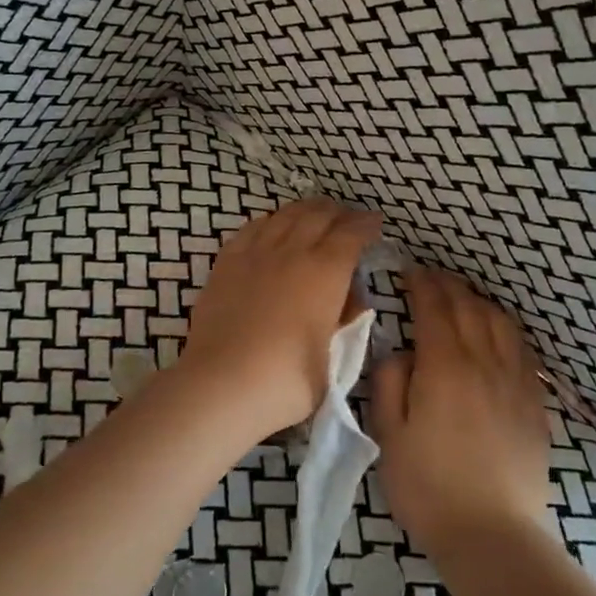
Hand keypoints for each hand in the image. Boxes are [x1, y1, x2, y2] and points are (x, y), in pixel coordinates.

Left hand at [178, 199, 382, 437]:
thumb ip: (343, 324)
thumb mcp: (332, 361)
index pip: (351, 234)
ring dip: (305, 210)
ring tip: (315, 214)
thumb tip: (350, 302)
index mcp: (325, 272)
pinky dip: (270, 221)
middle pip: (318, 215)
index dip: (366, 225)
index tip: (375, 223)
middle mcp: (292, 252)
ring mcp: (255, 254)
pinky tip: (272, 226)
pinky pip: (252, 228)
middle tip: (348, 217)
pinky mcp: (226, 263)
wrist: (220, 385)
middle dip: (338, 212)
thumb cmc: (285, 381)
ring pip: (285, 215)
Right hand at [366, 268, 551, 557]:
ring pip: (499, 322)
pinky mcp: (534, 402)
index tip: (410, 272)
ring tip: (462, 297)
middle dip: (447, 285)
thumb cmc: (429, 487)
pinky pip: (522, 349)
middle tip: (430, 277)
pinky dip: (505, 328)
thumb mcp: (388, 436)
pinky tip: (498, 332)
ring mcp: (515, 380)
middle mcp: (483, 361)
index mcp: (444, 366)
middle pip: (468, 307)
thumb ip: (390, 382)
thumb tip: (403, 353)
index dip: (421, 284)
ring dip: (478, 301)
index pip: (434, 307)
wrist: (494, 535)